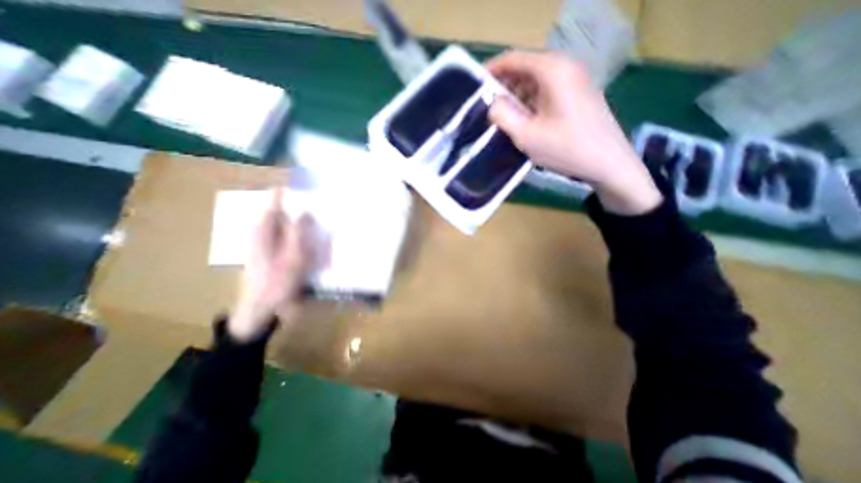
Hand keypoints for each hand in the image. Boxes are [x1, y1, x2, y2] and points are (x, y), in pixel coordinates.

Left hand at [229, 190, 317, 342]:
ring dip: (299, 222)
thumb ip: (299, 233)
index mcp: (264, 230)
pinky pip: (285, 237)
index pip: (274, 203)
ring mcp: (264, 243)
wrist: (259, 308)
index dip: (285, 190)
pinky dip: (298, 235)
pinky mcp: (270, 253)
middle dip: (297, 206)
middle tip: (317, 202)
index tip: (297, 179)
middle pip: (280, 212)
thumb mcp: (293, 257)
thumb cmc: (276, 282)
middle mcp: (262, 233)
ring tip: (317, 221)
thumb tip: (305, 211)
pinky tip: (310, 241)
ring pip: (284, 225)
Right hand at [487, 51, 659, 215]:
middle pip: (525, 68)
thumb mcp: (526, 135)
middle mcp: (565, 67)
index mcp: (552, 71)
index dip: (492, 69)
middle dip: (504, 87)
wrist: (607, 162)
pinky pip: (546, 91)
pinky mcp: (578, 94)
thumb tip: (492, 103)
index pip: (514, 59)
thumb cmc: (565, 149)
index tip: (476, 85)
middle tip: (487, 108)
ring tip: (502, 118)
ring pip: (535, 81)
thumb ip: (503, 115)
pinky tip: (523, 121)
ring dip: (516, 96)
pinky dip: (530, 102)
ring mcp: (574, 79)